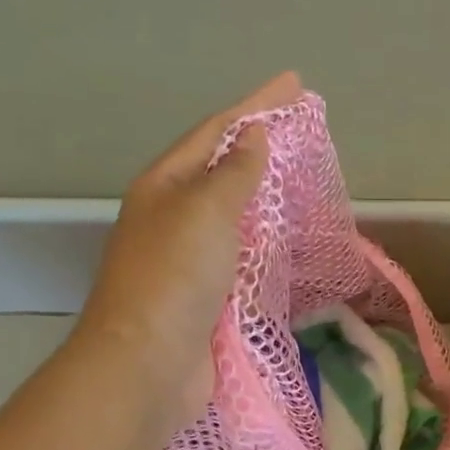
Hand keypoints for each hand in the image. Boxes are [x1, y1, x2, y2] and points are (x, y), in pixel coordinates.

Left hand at [71, 73, 301, 425]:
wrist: (148, 364)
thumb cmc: (174, 277)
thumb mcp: (205, 211)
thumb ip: (234, 174)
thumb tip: (253, 139)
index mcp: (164, 187)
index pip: (215, 132)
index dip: (255, 106)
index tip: (294, 84)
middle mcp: (171, 217)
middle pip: (221, 171)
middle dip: (259, 149)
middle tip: (302, 133)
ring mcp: (187, 260)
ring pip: (232, 217)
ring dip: (264, 198)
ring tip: (301, 182)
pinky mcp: (205, 298)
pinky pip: (241, 258)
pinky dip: (265, 245)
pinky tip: (287, 244)